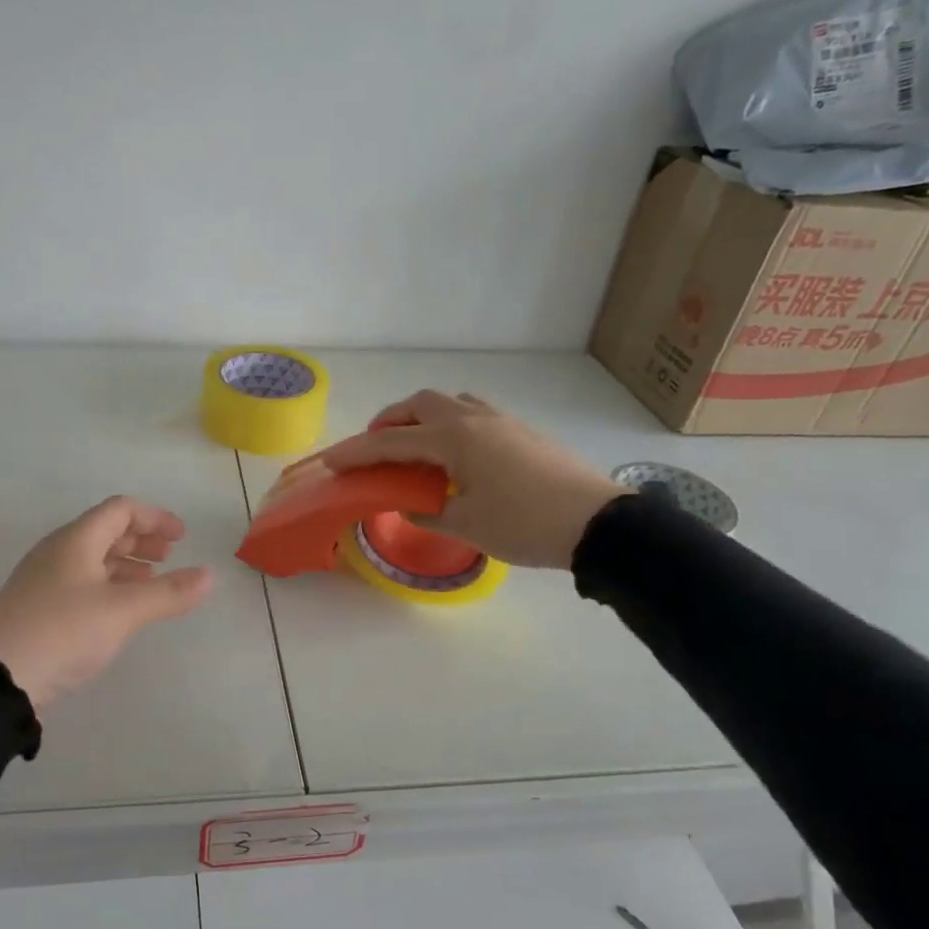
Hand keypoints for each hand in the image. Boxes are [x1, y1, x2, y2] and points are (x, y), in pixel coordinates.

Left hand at [0, 497, 213, 708]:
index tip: (182, 537)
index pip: (120, 509)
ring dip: (127, 563)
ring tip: (152, 581)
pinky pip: (82, 581)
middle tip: (170, 556)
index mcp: (76, 540)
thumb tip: (209, 576)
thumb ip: (168, 593)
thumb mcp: (122, 612)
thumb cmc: (63, 632)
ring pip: (94, 558)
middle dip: (142, 539)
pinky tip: (121, 608)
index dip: (155, 516)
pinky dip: (110, 584)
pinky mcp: (39, 606)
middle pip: (106, 530)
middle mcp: (58, 551)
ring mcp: (44, 579)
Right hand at [319, 390, 627, 569]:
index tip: (331, 460)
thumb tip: (413, 503)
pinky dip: (449, 423)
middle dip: (389, 422)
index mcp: (453, 438)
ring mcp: (500, 420)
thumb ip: (429, 511)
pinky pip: (472, 413)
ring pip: (448, 402)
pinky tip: (455, 454)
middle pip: (419, 404)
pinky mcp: (520, 430)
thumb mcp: (467, 526)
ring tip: (412, 446)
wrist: (598, 522)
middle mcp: (473, 418)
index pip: (391, 442)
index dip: (357, 452)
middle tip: (373, 447)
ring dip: (421, 417)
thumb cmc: (525, 524)